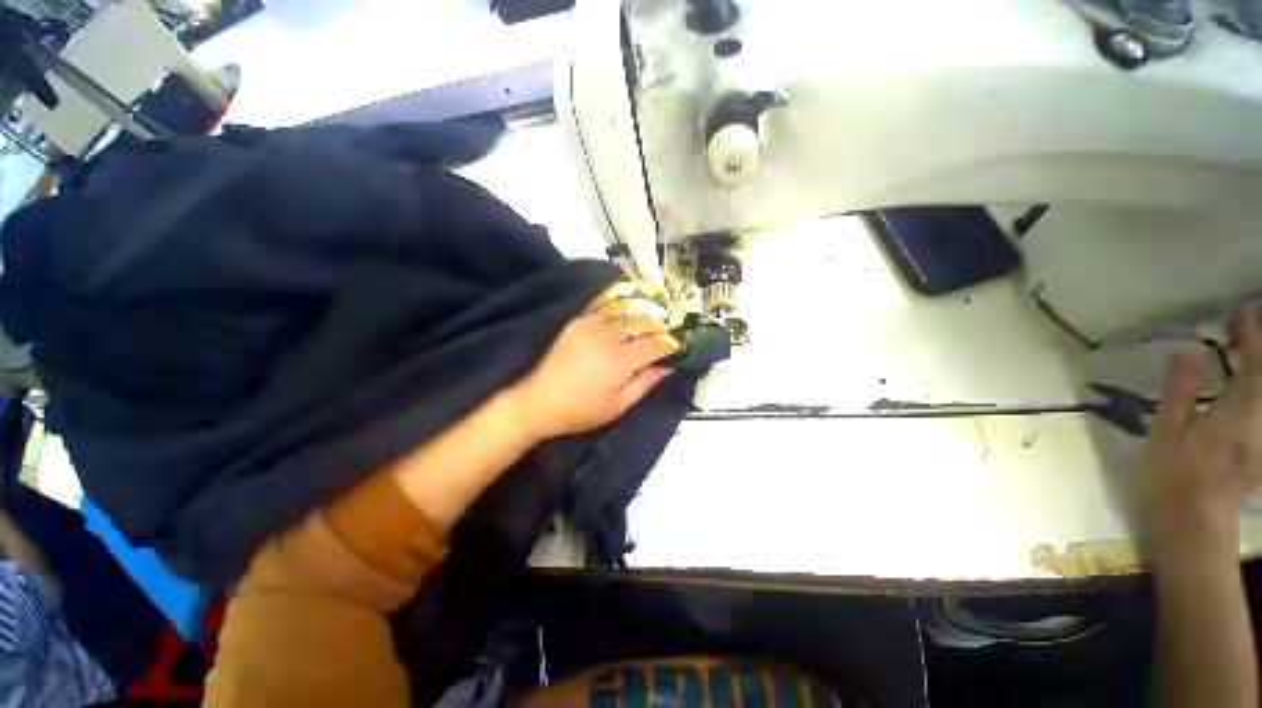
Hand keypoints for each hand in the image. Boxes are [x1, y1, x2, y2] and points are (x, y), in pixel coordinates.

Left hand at [505, 285, 679, 440]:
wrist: (537, 401)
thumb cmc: (580, 410)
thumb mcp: (617, 406)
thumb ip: (644, 384)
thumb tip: (667, 368)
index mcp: (620, 362)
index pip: (655, 345)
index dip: (670, 345)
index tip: (677, 347)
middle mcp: (608, 337)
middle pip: (643, 322)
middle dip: (660, 326)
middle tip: (665, 334)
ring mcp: (591, 324)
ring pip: (626, 308)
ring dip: (644, 310)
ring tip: (653, 315)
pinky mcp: (578, 319)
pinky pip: (603, 301)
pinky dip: (619, 296)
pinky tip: (628, 296)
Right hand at [1143, 302, 1261, 550]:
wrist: (1196, 521)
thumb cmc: (1174, 476)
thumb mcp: (1166, 434)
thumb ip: (1179, 391)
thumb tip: (1187, 349)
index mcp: (1238, 411)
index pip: (1256, 361)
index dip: (1253, 331)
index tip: (1243, 308)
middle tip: (1248, 320)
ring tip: (1251, 343)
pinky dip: (1261, 384)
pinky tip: (1252, 376)